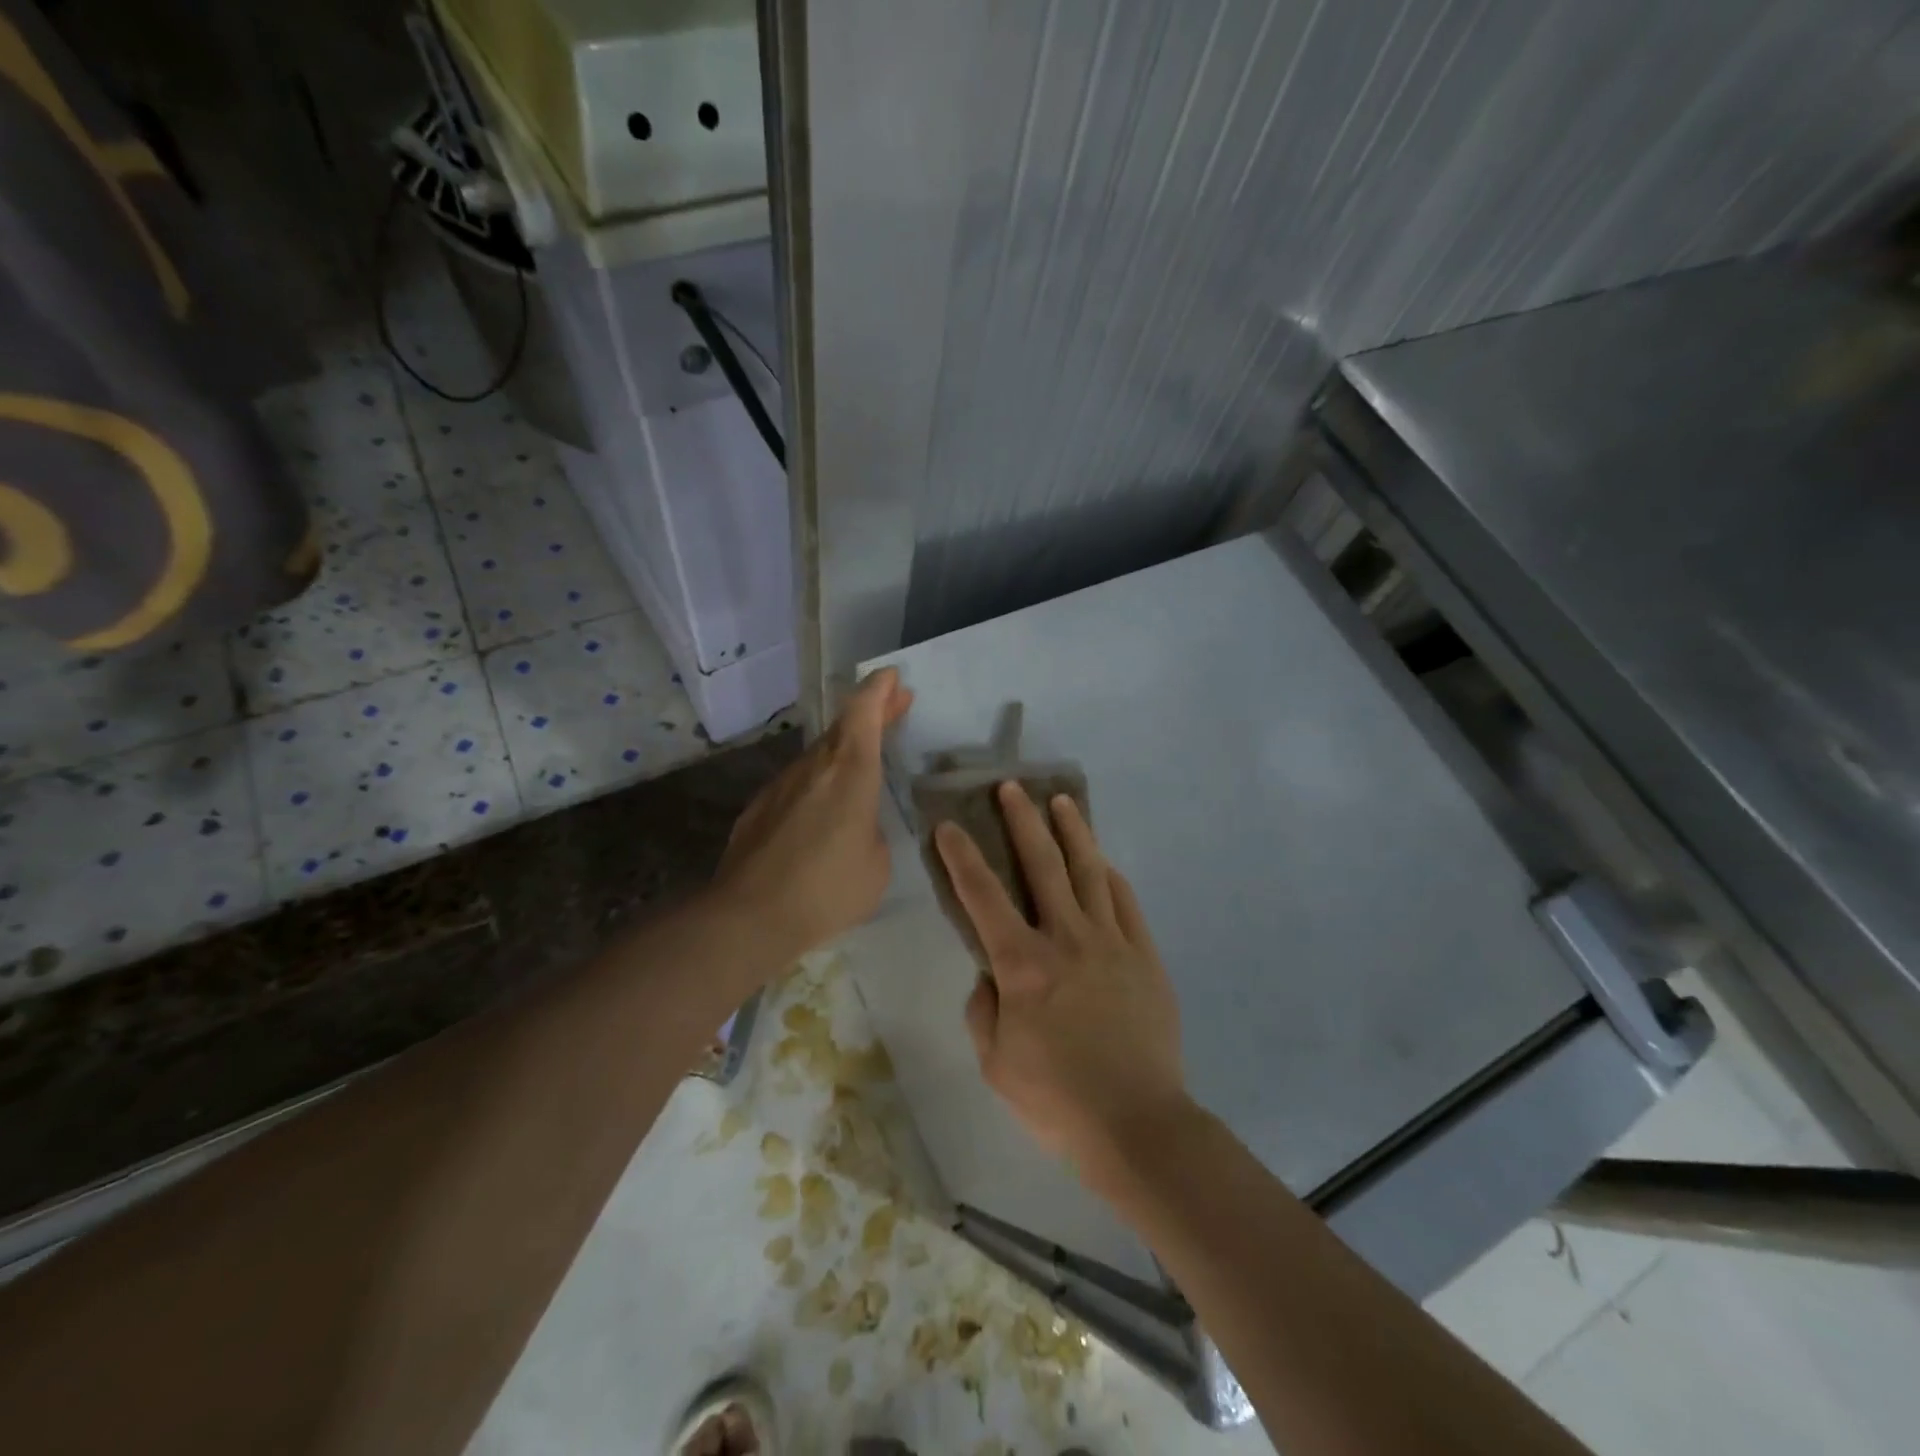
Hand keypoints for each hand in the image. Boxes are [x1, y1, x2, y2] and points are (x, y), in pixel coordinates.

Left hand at [714, 669, 912, 960]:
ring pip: (818, 756)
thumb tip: (856, 827)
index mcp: (850, 772)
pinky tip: (822, 810)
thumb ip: (871, 832)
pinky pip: (797, 784)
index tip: (892, 677)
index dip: (879, 690)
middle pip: (842, 728)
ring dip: (843, 750)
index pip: (863, 713)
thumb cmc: (827, 889)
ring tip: (863, 762)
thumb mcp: (876, 864)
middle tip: (893, 706)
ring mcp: (781, 786)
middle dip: (870, 713)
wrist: (749, 917)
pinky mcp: (758, 809)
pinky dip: (817, 783)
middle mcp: (813, 768)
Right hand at [935, 784, 1188, 1177]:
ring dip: (1072, 832)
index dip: (962, 858)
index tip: (949, 826)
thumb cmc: (1057, 1099)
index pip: (983, 898)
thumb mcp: (995, 1063)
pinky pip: (1125, 902)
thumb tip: (989, 976)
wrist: (1138, 1123)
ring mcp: (1111, 942)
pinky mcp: (1144, 955)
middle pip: (1043, 865)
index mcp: (1023, 965)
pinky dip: (1109, 875)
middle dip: (1023, 821)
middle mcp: (1066, 939)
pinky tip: (1102, 861)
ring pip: (1089, 871)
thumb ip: (984, 1011)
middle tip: (1012, 788)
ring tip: (1062, 802)